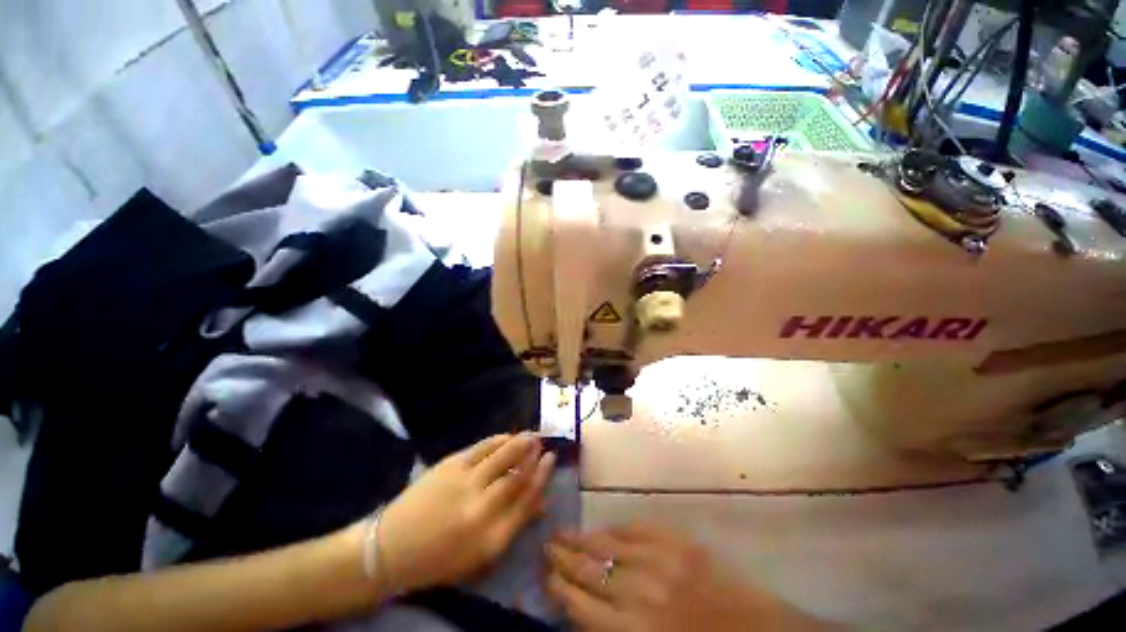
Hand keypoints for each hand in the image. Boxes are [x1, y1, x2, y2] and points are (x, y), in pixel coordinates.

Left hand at [377, 432, 554, 592]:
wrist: (392, 548)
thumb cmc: (440, 557)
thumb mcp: (481, 555)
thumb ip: (514, 525)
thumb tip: (542, 502)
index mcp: (492, 538)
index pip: (527, 500)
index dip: (543, 476)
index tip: (551, 459)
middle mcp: (482, 509)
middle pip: (518, 475)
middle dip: (534, 455)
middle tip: (542, 441)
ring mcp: (465, 483)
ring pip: (503, 456)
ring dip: (520, 442)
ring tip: (531, 434)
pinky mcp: (451, 466)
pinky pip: (482, 447)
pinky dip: (498, 439)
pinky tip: (506, 436)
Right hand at [545, 524, 828, 631]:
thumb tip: (585, 611)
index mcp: (634, 630)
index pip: (581, 605)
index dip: (560, 588)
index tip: (545, 575)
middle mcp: (640, 591)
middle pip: (590, 570)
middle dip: (564, 558)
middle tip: (546, 544)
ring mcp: (660, 559)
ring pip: (608, 545)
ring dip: (582, 539)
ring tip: (562, 532)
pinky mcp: (678, 541)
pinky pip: (637, 530)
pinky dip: (615, 530)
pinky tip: (603, 529)